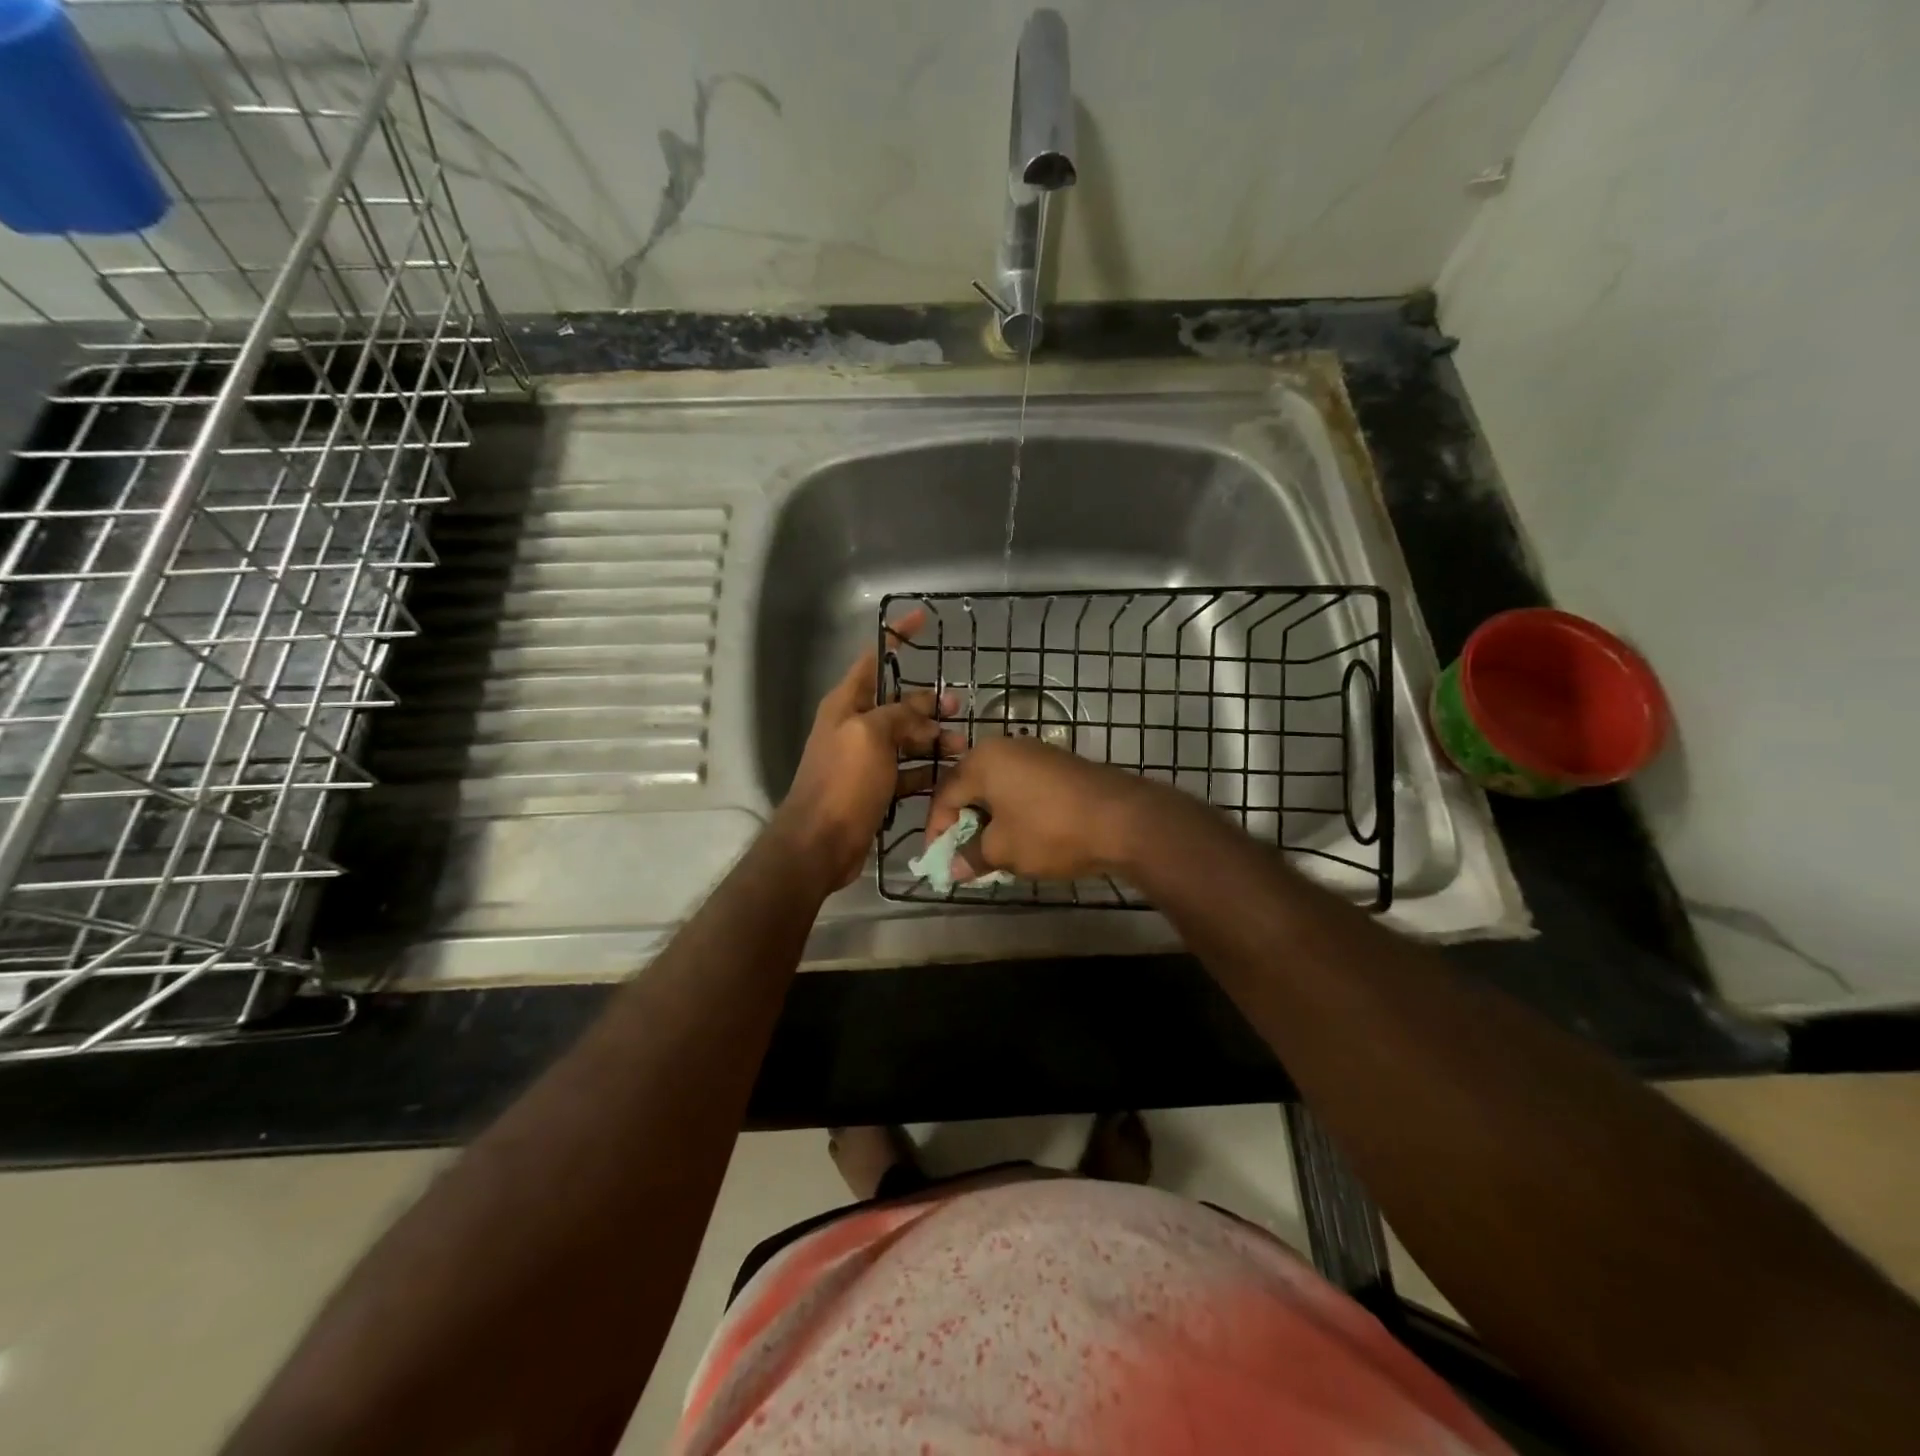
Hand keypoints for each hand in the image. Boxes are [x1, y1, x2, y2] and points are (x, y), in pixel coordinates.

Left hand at [772, 607, 962, 891]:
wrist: (819, 843)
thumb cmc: (842, 782)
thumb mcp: (871, 736)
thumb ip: (899, 715)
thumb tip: (926, 714)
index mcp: (846, 704)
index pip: (874, 659)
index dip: (897, 637)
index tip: (922, 618)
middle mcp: (854, 727)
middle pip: (897, 704)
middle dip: (927, 702)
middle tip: (959, 706)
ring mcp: (865, 760)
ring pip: (906, 739)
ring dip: (933, 739)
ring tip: (962, 747)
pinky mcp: (875, 789)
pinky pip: (906, 771)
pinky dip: (926, 770)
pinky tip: (949, 774)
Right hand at [924, 737, 1164, 881]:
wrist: (1123, 819)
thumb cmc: (1049, 831)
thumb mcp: (1004, 850)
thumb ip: (972, 857)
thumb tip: (953, 869)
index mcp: (982, 760)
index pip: (945, 795)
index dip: (937, 830)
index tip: (938, 860)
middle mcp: (1006, 747)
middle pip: (971, 786)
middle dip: (964, 823)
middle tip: (963, 855)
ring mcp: (1037, 752)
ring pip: (999, 787)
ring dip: (990, 818)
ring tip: (992, 850)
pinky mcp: (1061, 764)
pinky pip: (1024, 787)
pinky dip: (1015, 811)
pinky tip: (1023, 836)